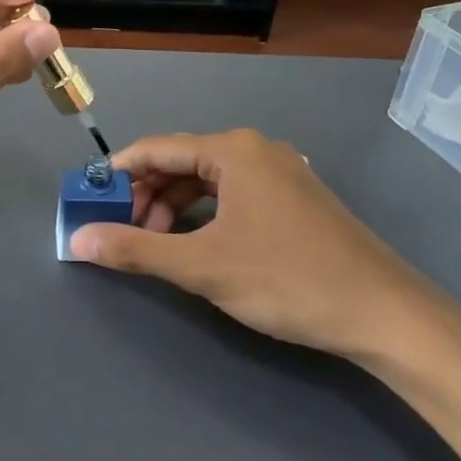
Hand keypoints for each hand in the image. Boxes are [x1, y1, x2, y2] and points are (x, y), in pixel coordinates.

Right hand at [68, 130, 455, 360]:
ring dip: (176, 207)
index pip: (156, 148)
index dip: (118, 173)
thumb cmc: (286, 279)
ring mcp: (282, 173)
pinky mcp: (297, 199)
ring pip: (210, 179)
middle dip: (148, 195)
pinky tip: (201, 244)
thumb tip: (77, 240)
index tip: (91, 201)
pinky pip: (235, 194)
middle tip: (125, 233)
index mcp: (233, 150)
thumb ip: (135, 250)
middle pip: (182, 161)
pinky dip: (207, 214)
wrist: (384, 313)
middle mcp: (256, 150)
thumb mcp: (201, 266)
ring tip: (160, 245)